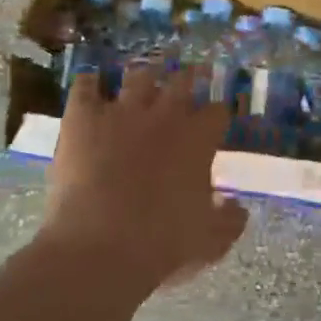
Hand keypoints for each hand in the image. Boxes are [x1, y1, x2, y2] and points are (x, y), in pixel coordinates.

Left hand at [40, 64, 248, 293]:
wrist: (99, 245)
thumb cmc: (162, 243)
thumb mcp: (209, 241)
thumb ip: (229, 220)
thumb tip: (238, 207)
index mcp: (197, 139)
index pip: (217, 112)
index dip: (217, 116)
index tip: (216, 121)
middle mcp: (163, 115)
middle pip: (181, 81)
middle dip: (188, 78)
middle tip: (189, 77)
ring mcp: (121, 111)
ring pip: (137, 76)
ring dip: (144, 75)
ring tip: (145, 75)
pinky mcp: (82, 117)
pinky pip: (85, 86)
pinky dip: (89, 83)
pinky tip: (91, 84)